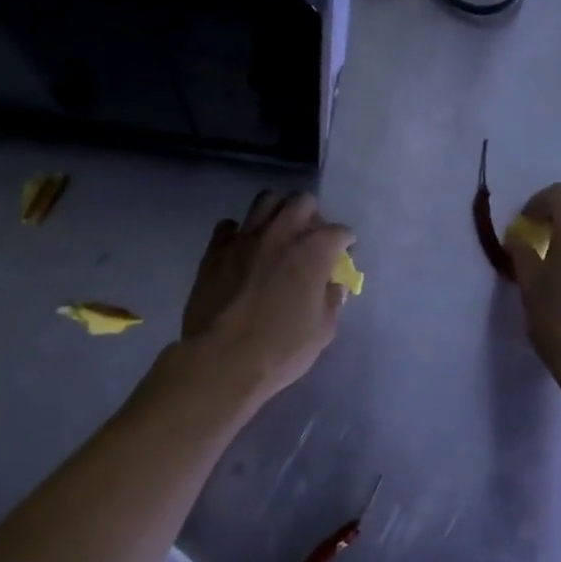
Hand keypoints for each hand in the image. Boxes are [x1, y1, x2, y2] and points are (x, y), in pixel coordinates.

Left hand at [178, 191, 354, 403]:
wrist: (220, 361)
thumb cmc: (279, 350)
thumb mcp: (322, 331)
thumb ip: (331, 300)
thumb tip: (333, 285)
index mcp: (312, 252)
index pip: (338, 232)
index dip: (345, 241)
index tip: (344, 252)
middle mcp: (280, 234)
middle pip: (302, 202)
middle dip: (313, 214)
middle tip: (312, 236)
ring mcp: (245, 238)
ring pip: (266, 201)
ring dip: (279, 210)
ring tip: (280, 231)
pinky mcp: (216, 250)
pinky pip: (230, 226)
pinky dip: (240, 232)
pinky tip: (244, 248)